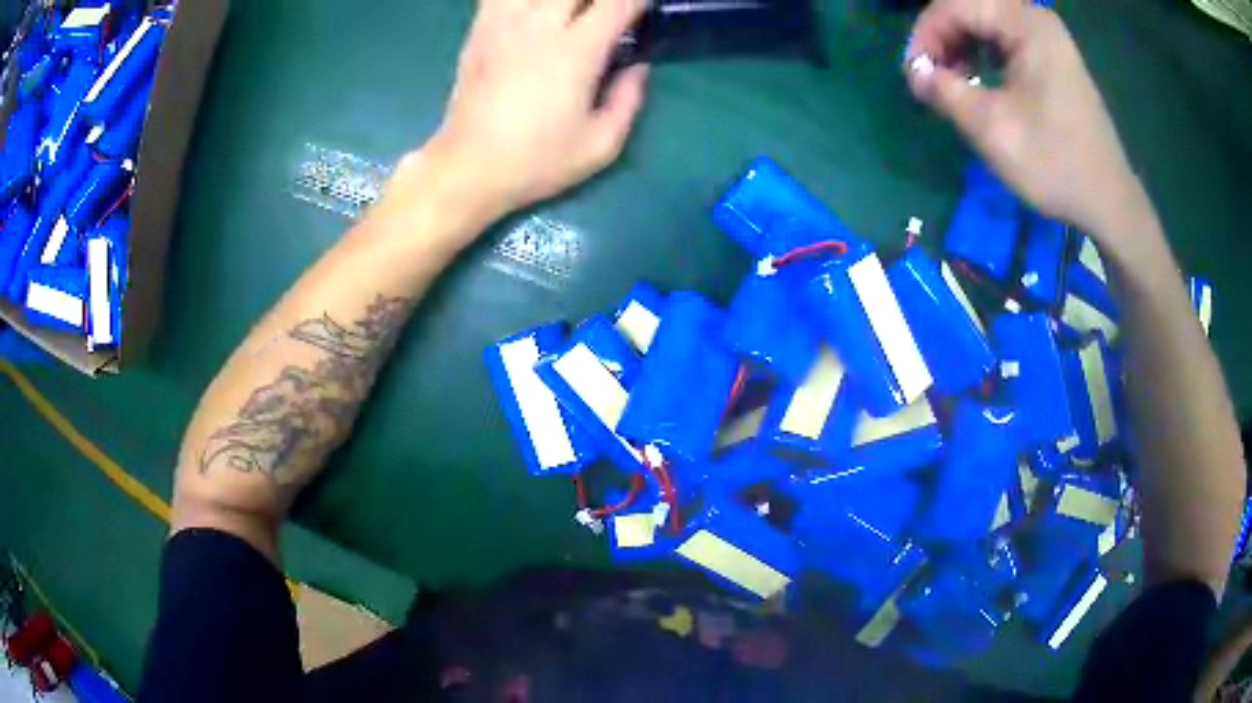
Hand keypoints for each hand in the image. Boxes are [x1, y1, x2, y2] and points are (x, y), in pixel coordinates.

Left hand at [414, 0, 650, 221]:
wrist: (468, 168)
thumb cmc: (536, 161)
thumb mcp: (600, 145)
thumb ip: (629, 100)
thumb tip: (639, 67)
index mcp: (575, 52)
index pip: (617, 4)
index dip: (638, 1)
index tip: (644, 9)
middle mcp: (538, 27)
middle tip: (608, 14)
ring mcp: (503, 25)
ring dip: (562, 1)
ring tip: (571, 14)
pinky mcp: (479, 32)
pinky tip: (533, 12)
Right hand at [904, 0, 1142, 236]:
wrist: (1109, 202)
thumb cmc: (1055, 164)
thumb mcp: (993, 130)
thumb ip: (944, 91)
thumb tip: (915, 73)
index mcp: (1025, 24)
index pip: (954, 5)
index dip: (925, 35)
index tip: (913, 75)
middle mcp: (1035, 18)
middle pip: (969, 9)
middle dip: (941, 39)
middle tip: (930, 79)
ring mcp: (1047, 36)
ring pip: (984, 21)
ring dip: (959, 46)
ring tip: (951, 83)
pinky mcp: (1052, 55)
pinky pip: (1004, 38)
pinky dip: (982, 53)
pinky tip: (977, 80)